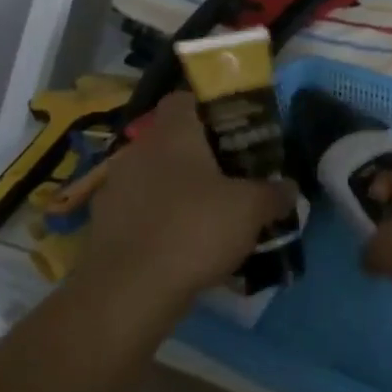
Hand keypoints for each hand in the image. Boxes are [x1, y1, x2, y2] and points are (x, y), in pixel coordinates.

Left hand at [85, 93, 296, 307]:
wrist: (128, 292)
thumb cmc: (194, 230)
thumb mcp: (251, 209)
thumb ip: (274, 193)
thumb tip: (289, 187)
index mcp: (172, 133)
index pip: (183, 99)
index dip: (208, 108)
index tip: (233, 128)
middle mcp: (138, 151)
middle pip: (170, 139)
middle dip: (197, 153)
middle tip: (229, 173)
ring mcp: (114, 189)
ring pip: (152, 176)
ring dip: (175, 189)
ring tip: (207, 213)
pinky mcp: (102, 226)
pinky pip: (138, 211)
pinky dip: (157, 220)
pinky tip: (181, 244)